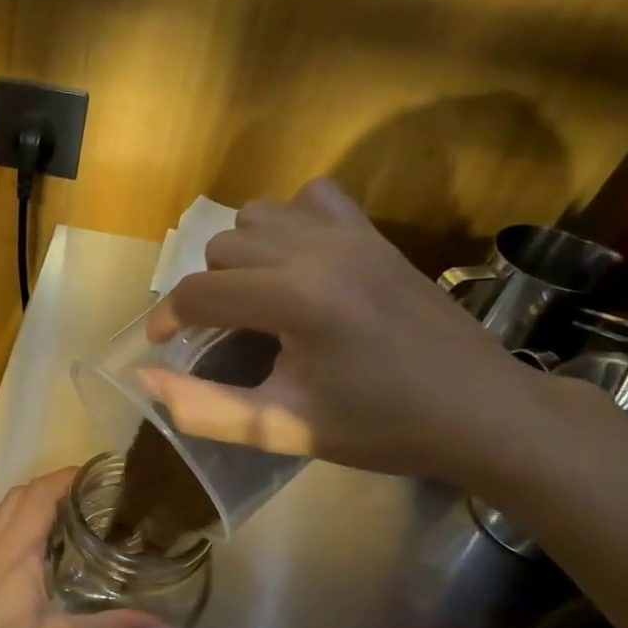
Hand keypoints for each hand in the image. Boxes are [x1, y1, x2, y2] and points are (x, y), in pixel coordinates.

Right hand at [144, 177, 549, 486]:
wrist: (482, 411)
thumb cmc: (380, 428)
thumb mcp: (282, 429)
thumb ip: (204, 407)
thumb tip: (145, 378)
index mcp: (295, 301)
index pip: (199, 293)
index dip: (167, 319)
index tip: (164, 345)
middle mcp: (317, 251)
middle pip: (221, 249)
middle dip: (207, 292)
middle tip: (220, 336)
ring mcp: (351, 234)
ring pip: (257, 216)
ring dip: (241, 255)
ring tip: (255, 298)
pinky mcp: (375, 233)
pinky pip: (311, 198)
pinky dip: (289, 223)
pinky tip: (298, 263)